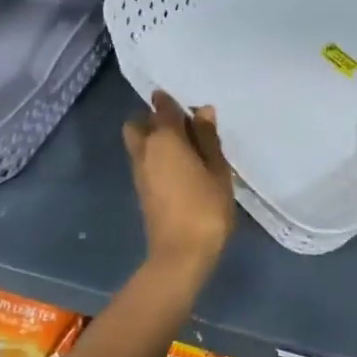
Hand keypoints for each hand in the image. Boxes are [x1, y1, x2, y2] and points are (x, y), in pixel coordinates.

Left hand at [123, 90, 235, 280]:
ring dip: (154, 139)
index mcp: (164, 139)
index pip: (163, 108)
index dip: (174, 102)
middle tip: (184, 128)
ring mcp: (139, 171)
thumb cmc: (205, 207)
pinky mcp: (141, 190)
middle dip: (155, 119)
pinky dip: (156, 156)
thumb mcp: (217, 170)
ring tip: (186, 149)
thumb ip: (208, 139)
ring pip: (139, 142)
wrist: (180, 255)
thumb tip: (202, 111)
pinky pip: (144, 160)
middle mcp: (145, 149)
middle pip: (140, 123)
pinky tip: (180, 167)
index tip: (190, 103)